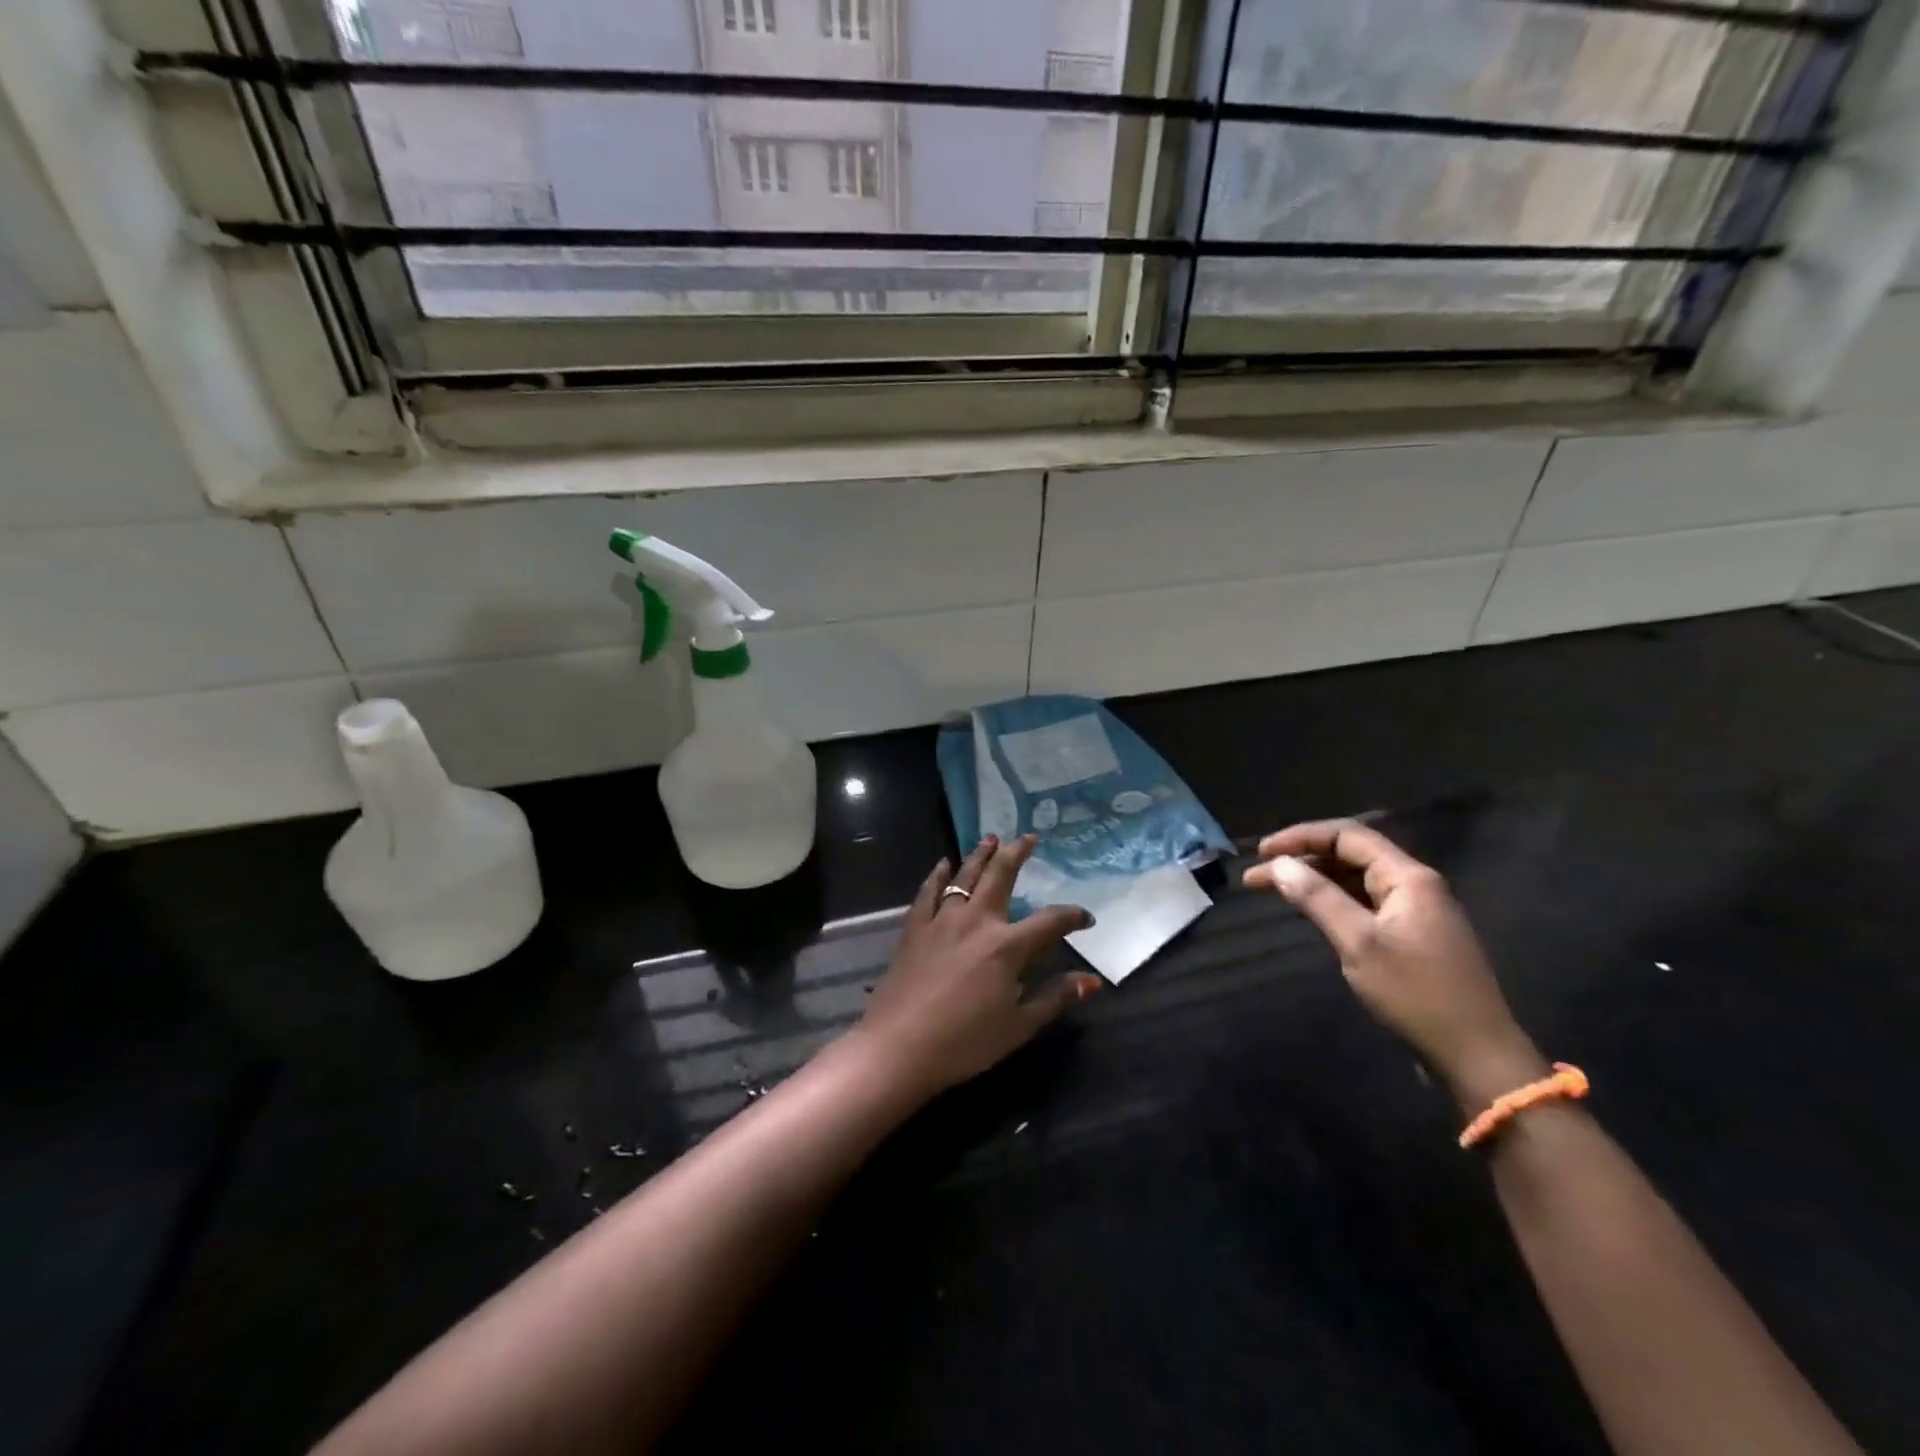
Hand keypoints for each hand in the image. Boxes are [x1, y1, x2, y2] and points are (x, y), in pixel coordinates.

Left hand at [849, 835, 1102, 1100]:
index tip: (1086, 918)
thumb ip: (1055, 998)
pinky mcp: (915, 927)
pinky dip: (938, 875)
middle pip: (1001, 876)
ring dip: (981, 854)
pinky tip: (943, 864)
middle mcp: (977, 921)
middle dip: (1018, 853)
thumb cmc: (965, 1043)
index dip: (1072, 917)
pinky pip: (929, 891)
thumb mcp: (1019, 1027)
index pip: (1049, 921)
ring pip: (965, 875)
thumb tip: (1092, 980)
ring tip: (991, 837)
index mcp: (1007, 946)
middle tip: (1029, 837)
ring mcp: (942, 920)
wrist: (898, 1046)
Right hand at [1243, 819, 1545, 1103]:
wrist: (1477, 1056)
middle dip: (1301, 859)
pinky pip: (1364, 904)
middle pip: (1350, 855)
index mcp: (1408, 877)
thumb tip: (1279, 864)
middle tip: (1257, 878)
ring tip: (1274, 892)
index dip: (1300, 837)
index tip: (1261, 853)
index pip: (1347, 835)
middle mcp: (1414, 885)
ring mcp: (1415, 912)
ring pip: (1355, 880)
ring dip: (1314, 881)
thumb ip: (1318, 898)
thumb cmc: (1416, 994)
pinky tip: (1309, 913)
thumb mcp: (1359, 943)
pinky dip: (1332, 902)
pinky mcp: (1412, 937)